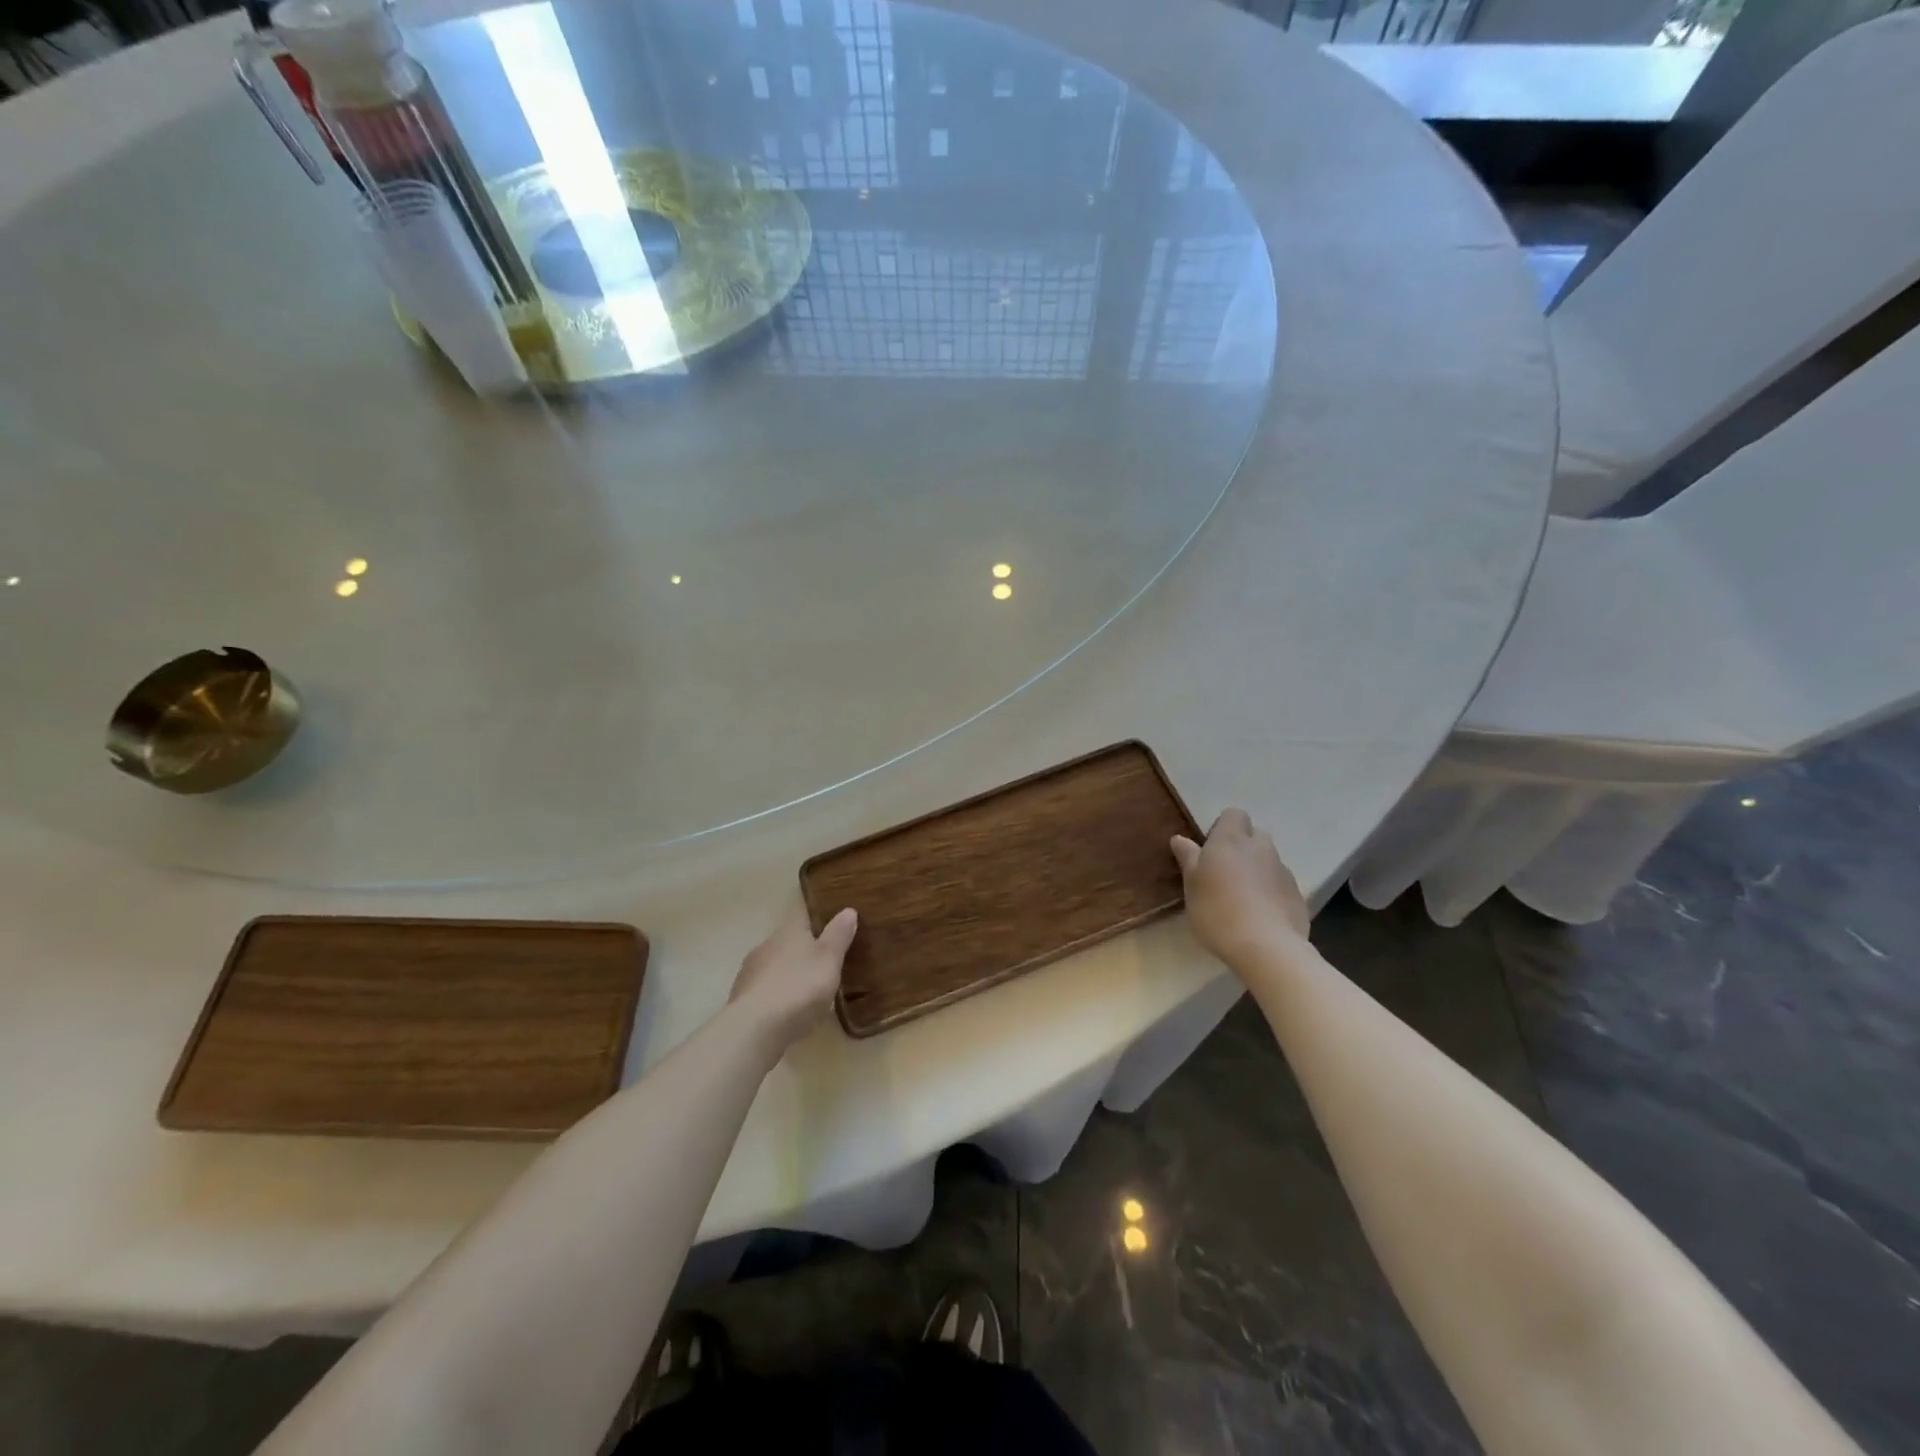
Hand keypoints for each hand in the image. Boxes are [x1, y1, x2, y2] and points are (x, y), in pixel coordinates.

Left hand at [729, 907, 858, 1052]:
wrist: (756, 1028)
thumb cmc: (800, 986)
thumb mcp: (829, 959)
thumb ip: (838, 935)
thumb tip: (848, 910)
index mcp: (788, 932)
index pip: (803, 919)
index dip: (817, 926)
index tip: (830, 934)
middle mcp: (766, 946)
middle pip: (787, 945)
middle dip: (802, 955)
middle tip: (823, 969)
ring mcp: (749, 974)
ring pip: (773, 969)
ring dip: (787, 978)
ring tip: (807, 996)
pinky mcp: (741, 1001)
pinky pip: (764, 994)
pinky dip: (775, 1000)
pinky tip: (786, 1015)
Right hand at [1171, 809, 1310, 965]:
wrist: (1266, 946)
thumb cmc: (1217, 910)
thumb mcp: (1192, 885)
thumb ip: (1188, 859)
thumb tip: (1180, 839)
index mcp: (1231, 840)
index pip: (1233, 814)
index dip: (1222, 827)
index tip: (1210, 849)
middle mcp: (1260, 848)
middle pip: (1254, 835)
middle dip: (1243, 847)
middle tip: (1225, 872)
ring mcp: (1283, 871)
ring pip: (1268, 860)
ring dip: (1257, 870)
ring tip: (1242, 897)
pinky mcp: (1297, 894)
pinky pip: (1280, 884)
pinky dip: (1270, 891)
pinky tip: (1259, 915)